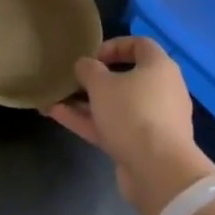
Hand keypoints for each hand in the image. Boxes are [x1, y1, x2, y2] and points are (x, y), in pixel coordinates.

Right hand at [45, 37, 212, 214]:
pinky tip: (57, 115)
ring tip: (54, 98)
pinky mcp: (142, 145)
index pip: (140, 45)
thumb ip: (88, 69)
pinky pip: (113, 126)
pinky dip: (88, 120)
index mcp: (159, 67)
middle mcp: (161, 90)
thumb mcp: (102, 84)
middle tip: (72, 79)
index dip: (114, 45)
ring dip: (86, 102)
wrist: (158, 170)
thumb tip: (85, 66)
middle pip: (126, 77)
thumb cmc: (132, 113)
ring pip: (116, 105)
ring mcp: (152, 120)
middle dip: (95, 79)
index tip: (91, 56)